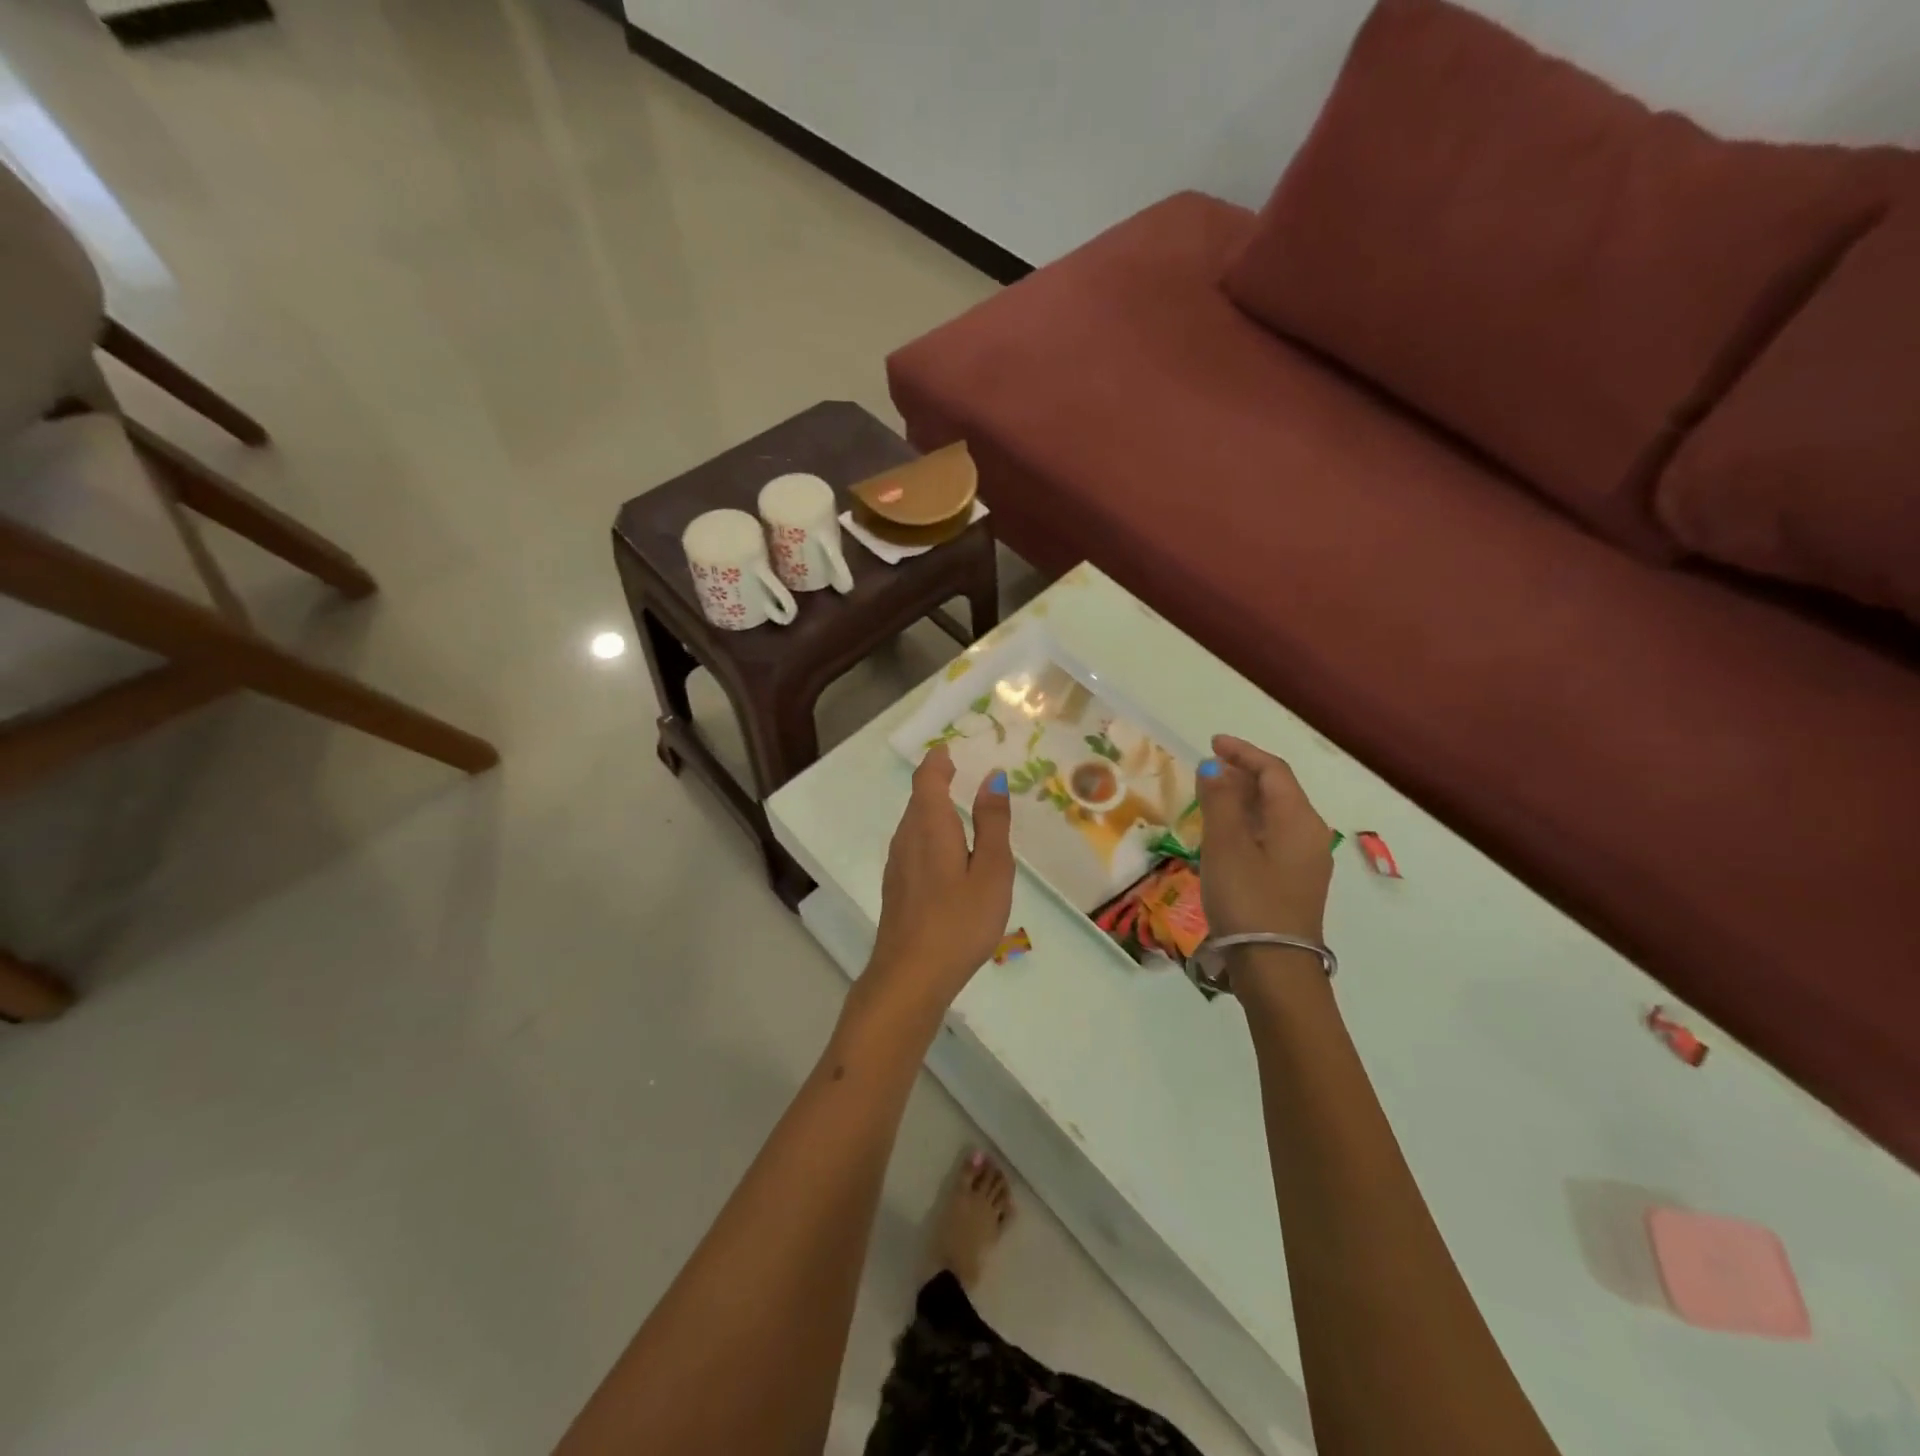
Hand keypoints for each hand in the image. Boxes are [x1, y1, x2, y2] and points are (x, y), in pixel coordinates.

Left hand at [861, 746, 1013, 1023]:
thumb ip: (992, 823)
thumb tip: (992, 777)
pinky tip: (948, 856)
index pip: (929, 778)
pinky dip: (930, 835)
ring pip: (914, 824)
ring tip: (961, 812)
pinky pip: (913, 846)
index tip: (951, 749)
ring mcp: (897, 864)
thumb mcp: (991, 871)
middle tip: (962, 774)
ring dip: (933, 810)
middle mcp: (907, 837)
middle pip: (919, 799)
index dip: (939, 761)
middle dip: (938, 782)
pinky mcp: (896, 888)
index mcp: (930, 825)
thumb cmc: (959, 921)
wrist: (910, 976)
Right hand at [1197, 734, 1332, 944]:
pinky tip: (1225, 835)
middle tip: (1207, 769)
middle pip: (1278, 790)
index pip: (1273, 770)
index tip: (1212, 743)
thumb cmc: (1248, 899)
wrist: (1275, 967)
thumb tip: (1214, 767)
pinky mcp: (1295, 883)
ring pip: (1275, 815)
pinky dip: (1249, 824)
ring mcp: (1306, 861)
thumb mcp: (1226, 844)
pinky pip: (1273, 837)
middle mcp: (1310, 834)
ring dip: (1244, 799)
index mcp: (1299, 819)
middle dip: (1243, 774)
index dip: (1243, 752)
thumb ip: (1219, 800)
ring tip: (1210, 797)